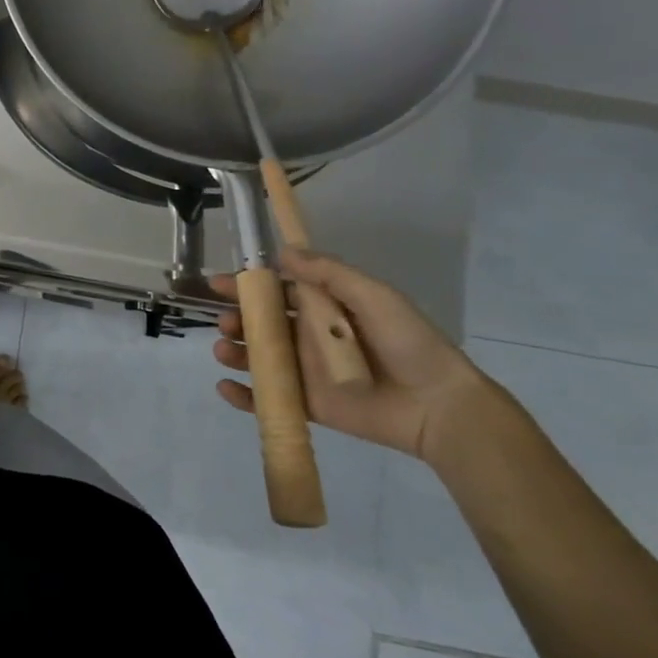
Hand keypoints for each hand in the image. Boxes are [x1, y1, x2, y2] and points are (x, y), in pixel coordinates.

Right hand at [209, 248, 496, 460]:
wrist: (438, 405)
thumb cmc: (407, 342)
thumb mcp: (373, 296)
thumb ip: (328, 273)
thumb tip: (281, 253)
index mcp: (323, 308)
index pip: (277, 292)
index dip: (247, 285)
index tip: (219, 283)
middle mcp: (309, 337)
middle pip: (260, 325)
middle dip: (236, 320)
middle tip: (226, 322)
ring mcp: (305, 372)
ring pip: (258, 358)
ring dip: (233, 352)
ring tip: (224, 350)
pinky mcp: (307, 404)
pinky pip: (267, 398)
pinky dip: (242, 395)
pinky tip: (226, 387)